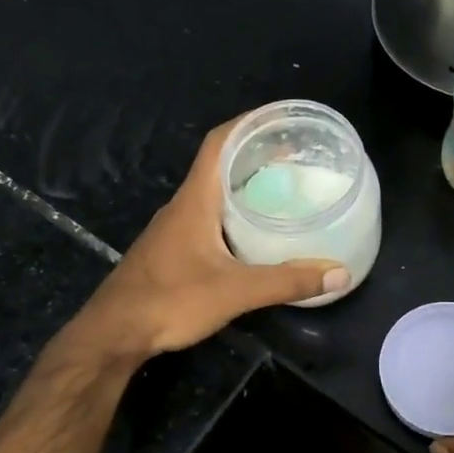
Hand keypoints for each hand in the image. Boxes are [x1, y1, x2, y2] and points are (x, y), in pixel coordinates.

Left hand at [73, 120, 347, 359]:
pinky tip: (254, 234)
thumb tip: (339, 272)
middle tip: (296, 158)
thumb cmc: (170, 301)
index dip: (248, 123)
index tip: (281, 119)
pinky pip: (209, 218)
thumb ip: (286, 282)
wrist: (114, 333)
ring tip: (283, 190)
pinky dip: (234, 213)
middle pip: (219, 165)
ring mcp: (174, 229)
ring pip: (214, 193)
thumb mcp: (235, 292)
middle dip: (256, 155)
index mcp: (195, 200)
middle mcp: (183, 206)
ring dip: (245, 185)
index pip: (219, 142)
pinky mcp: (172, 251)